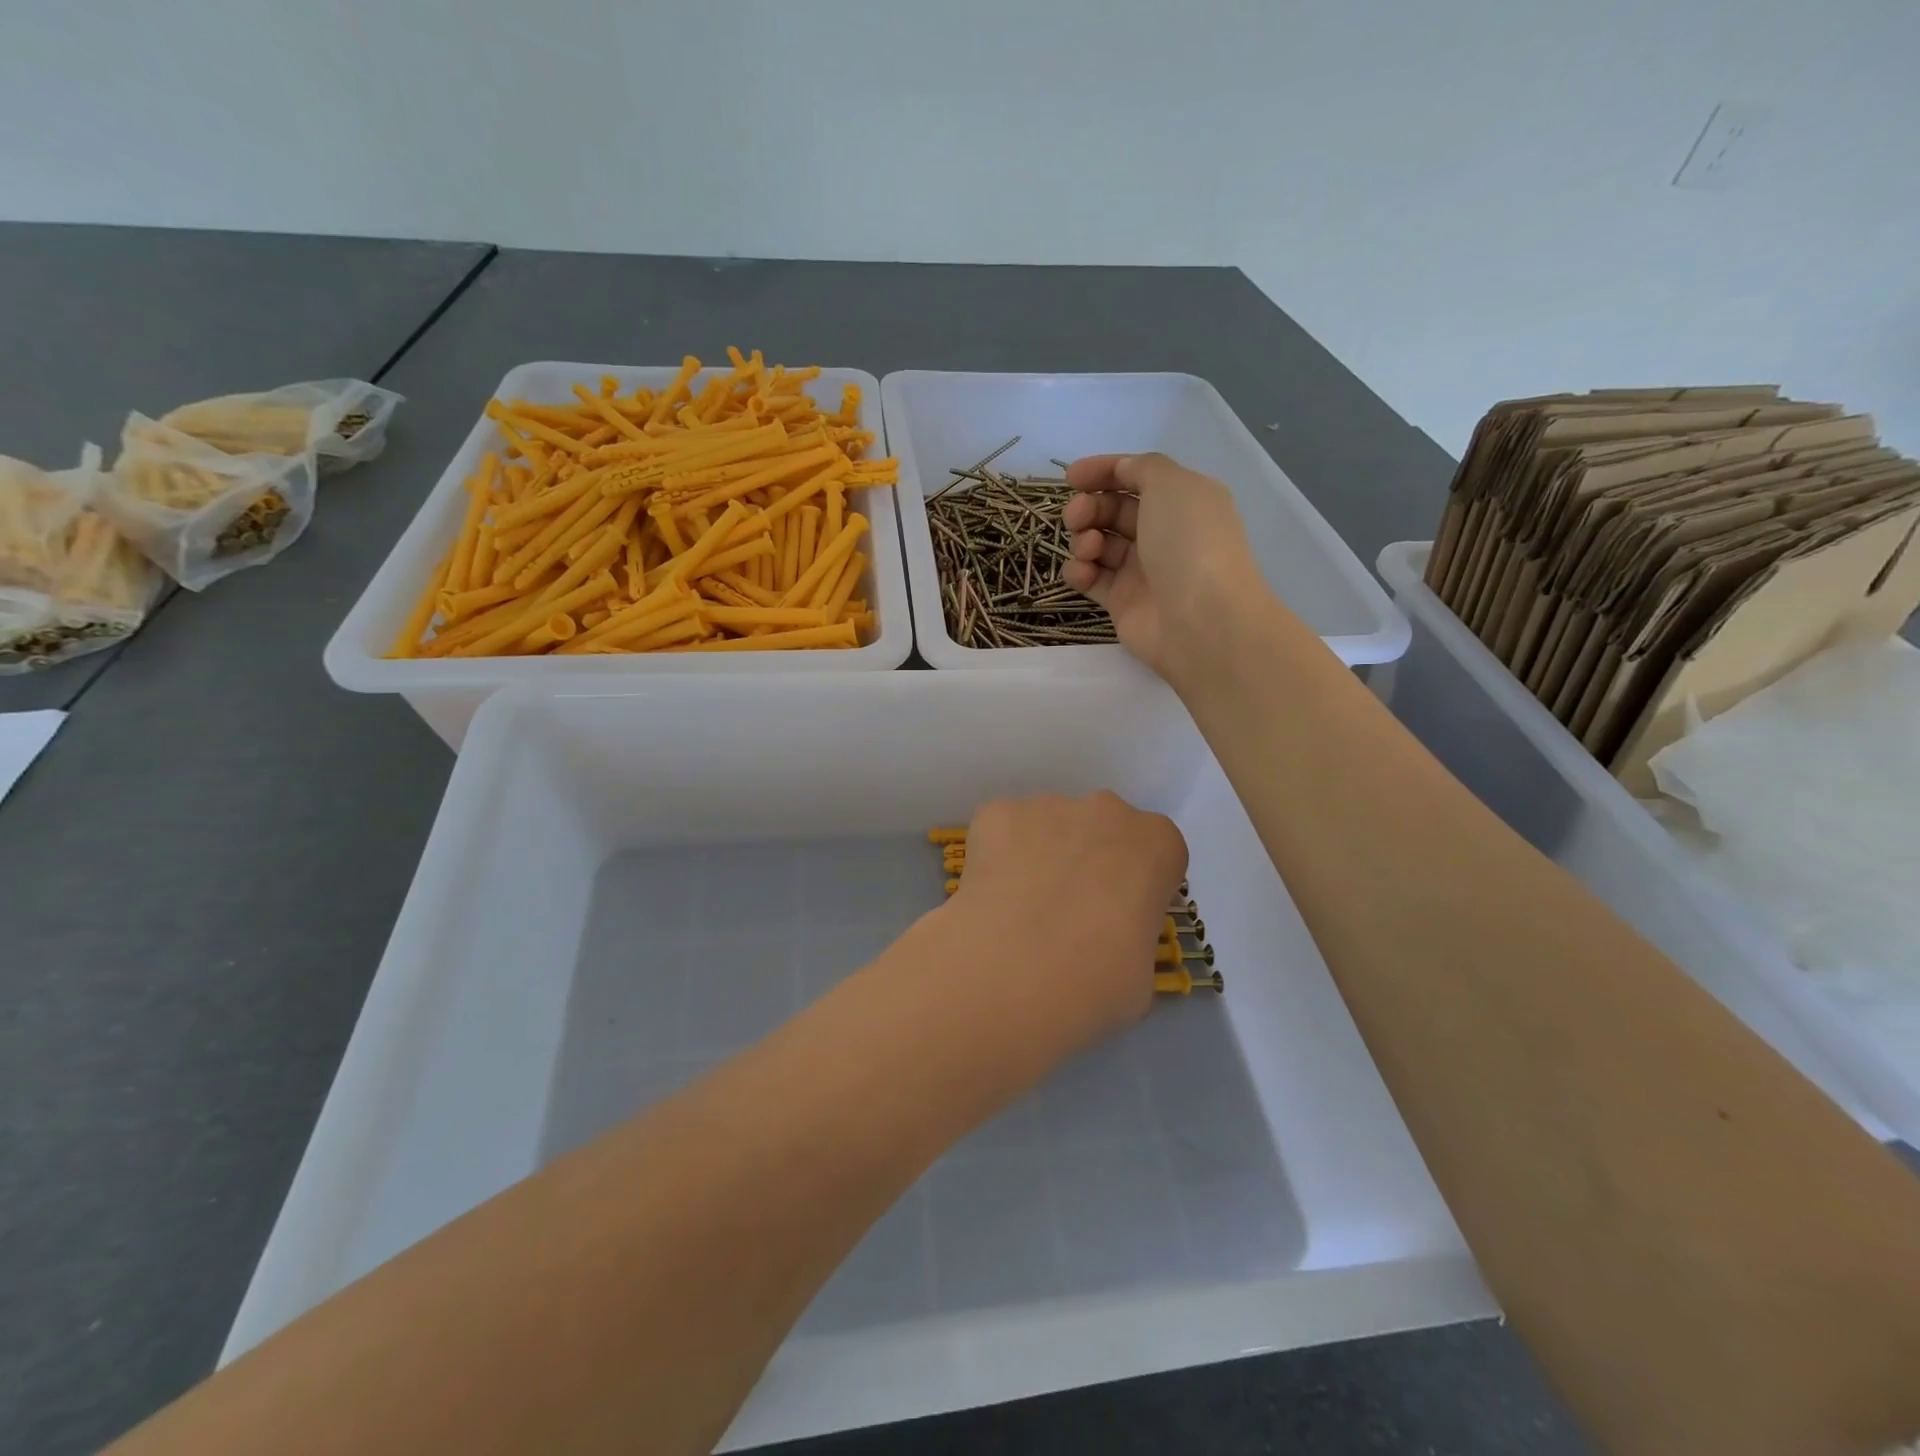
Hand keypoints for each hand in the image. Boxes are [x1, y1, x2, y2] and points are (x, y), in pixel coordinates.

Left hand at [941, 792, 1188, 1062]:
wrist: (1014, 975)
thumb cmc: (1097, 984)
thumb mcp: (1142, 974)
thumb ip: (1130, 935)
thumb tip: (1103, 940)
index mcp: (1157, 843)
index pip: (1154, 855)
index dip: (1134, 887)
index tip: (1116, 920)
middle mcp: (1106, 810)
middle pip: (1100, 829)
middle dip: (1086, 862)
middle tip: (1065, 915)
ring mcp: (1047, 805)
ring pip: (1047, 827)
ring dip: (1040, 858)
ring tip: (1019, 913)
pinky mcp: (996, 813)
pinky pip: (1001, 832)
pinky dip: (996, 858)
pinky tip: (990, 899)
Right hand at [1062, 452, 1267, 684]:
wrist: (1201, 620)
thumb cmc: (1189, 543)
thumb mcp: (1173, 485)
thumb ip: (1143, 468)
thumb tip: (1123, 470)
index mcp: (1182, 501)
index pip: (1136, 477)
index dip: (1103, 472)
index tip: (1071, 477)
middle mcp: (1163, 533)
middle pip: (1113, 510)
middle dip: (1088, 507)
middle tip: (1076, 516)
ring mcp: (1142, 569)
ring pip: (1099, 544)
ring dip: (1083, 539)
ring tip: (1088, 549)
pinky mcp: (1122, 602)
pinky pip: (1091, 579)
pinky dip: (1080, 572)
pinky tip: (1082, 572)